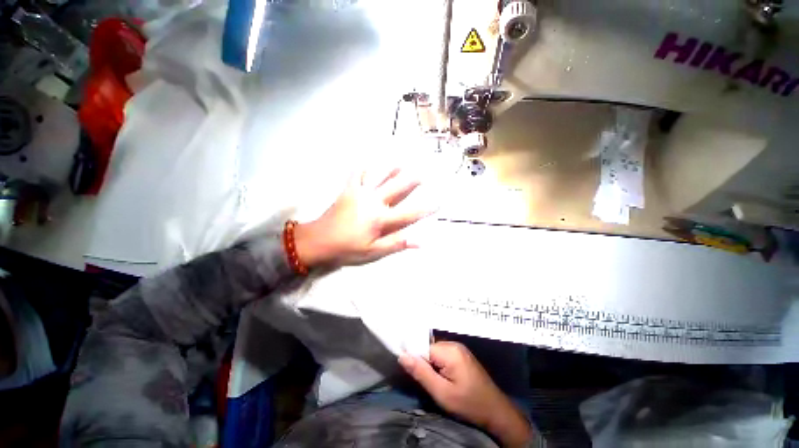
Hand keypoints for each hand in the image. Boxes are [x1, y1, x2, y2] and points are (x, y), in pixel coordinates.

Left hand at [294, 166, 432, 267]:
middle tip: (424, 173)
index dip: (426, 208)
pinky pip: (356, 174)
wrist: (319, 241)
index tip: (439, 202)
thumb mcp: (373, 252)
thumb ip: (396, 244)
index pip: (410, 213)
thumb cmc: (348, 249)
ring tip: (402, 162)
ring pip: (380, 177)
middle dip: (413, 181)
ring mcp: (360, 193)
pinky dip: (363, 166)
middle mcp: (374, 203)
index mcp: (381, 220)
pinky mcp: (348, 190)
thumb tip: (420, 242)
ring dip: (392, 169)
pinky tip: (367, 159)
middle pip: (398, 189)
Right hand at [399, 342, 532, 447]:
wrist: (496, 412)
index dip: (416, 360)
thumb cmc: (468, 404)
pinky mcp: (462, 355)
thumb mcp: (442, 393)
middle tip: (429, 383)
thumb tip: (402, 356)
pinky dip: (440, 365)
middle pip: (429, 348)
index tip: (414, 375)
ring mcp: (460, 349)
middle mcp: (454, 344)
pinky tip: (445, 379)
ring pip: (436, 352)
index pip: (423, 347)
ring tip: (438, 383)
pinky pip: (444, 355)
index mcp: (450, 350)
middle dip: (425, 364)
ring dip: (432, 366)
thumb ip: (421, 373)